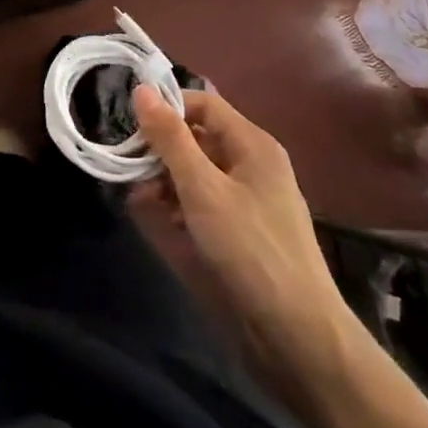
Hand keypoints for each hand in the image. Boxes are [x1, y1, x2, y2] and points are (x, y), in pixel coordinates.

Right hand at [131, 85, 346, 362]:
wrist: (299, 338)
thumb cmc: (250, 250)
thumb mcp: (202, 188)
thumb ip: (170, 138)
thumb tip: (141, 89)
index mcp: (252, 145)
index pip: (203, 103)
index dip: (167, 107)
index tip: (132, 126)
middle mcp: (252, 165)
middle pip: (197, 137)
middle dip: (161, 149)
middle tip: (128, 165)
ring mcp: (248, 200)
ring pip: (197, 172)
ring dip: (165, 179)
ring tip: (139, 197)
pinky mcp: (241, 232)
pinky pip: (203, 202)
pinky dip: (179, 205)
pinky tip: (157, 219)